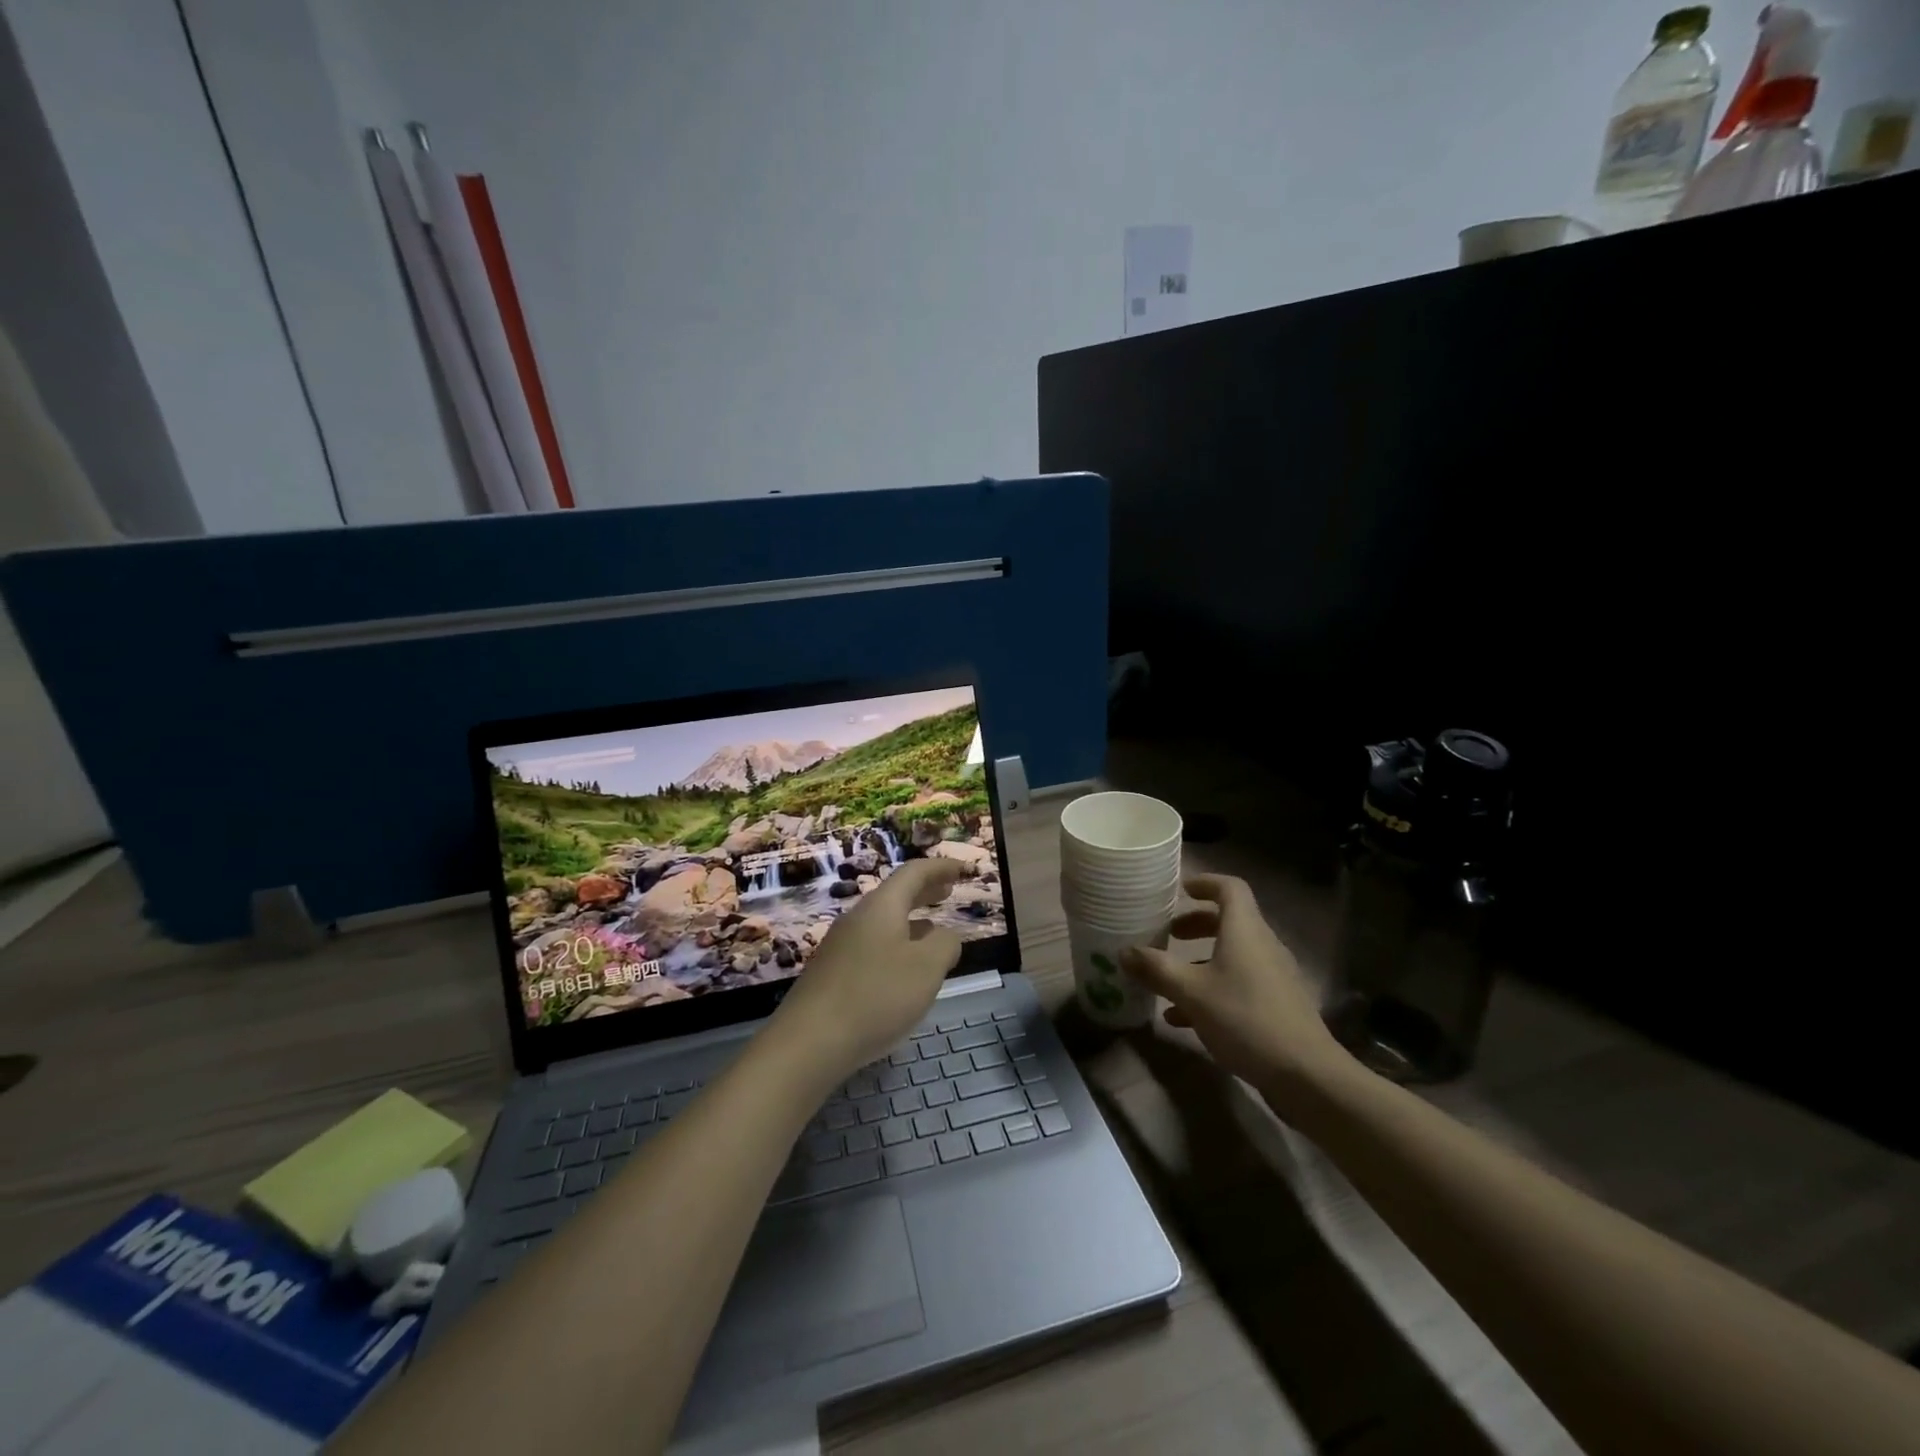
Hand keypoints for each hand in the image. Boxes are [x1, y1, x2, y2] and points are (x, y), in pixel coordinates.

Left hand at [767, 858, 965, 1082]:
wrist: (809, 1042)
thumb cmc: (876, 996)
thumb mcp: (927, 968)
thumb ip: (945, 945)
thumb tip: (945, 937)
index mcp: (882, 907)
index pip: (914, 873)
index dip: (941, 868)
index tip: (964, 869)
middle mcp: (858, 918)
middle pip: (895, 894)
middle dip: (924, 891)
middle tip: (948, 892)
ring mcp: (841, 946)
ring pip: (883, 922)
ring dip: (911, 920)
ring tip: (933, 932)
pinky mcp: (832, 973)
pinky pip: (872, 945)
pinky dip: (896, 944)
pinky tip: (903, 969)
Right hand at [1120, 873, 1349, 1095]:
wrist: (1306, 1074)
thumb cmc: (1244, 1018)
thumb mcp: (1191, 992)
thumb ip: (1156, 969)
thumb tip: (1123, 952)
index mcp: (1245, 930)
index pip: (1230, 888)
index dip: (1206, 883)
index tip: (1182, 890)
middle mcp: (1262, 945)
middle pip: (1230, 921)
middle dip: (1197, 924)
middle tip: (1169, 934)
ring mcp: (1274, 976)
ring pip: (1233, 955)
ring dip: (1201, 960)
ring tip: (1170, 978)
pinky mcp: (1277, 1005)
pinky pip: (1240, 983)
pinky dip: (1213, 988)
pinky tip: (1185, 1018)